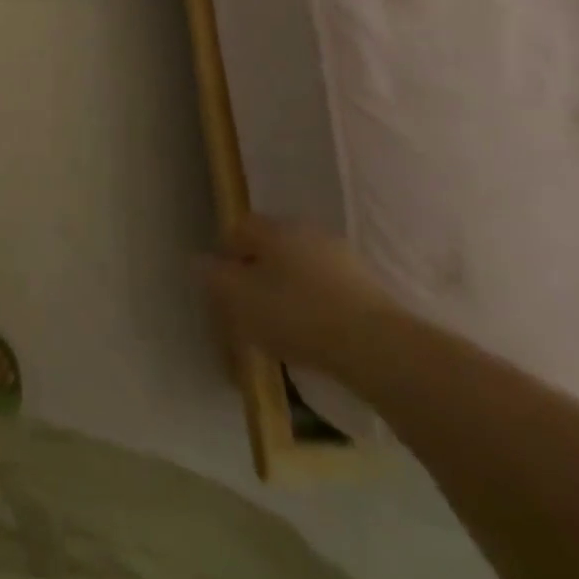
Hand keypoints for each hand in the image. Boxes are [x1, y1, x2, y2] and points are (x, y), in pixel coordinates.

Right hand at [204, 214, 399, 377]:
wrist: (379, 349)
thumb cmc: (296, 315)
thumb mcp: (239, 299)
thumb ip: (213, 277)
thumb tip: (199, 262)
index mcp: (275, 229)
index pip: (239, 229)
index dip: (225, 254)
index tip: (221, 285)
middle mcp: (308, 233)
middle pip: (271, 248)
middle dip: (256, 273)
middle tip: (247, 307)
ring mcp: (343, 260)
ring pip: (300, 269)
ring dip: (286, 291)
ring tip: (280, 328)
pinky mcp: (369, 290)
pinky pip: (327, 291)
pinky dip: (314, 307)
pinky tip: (312, 336)